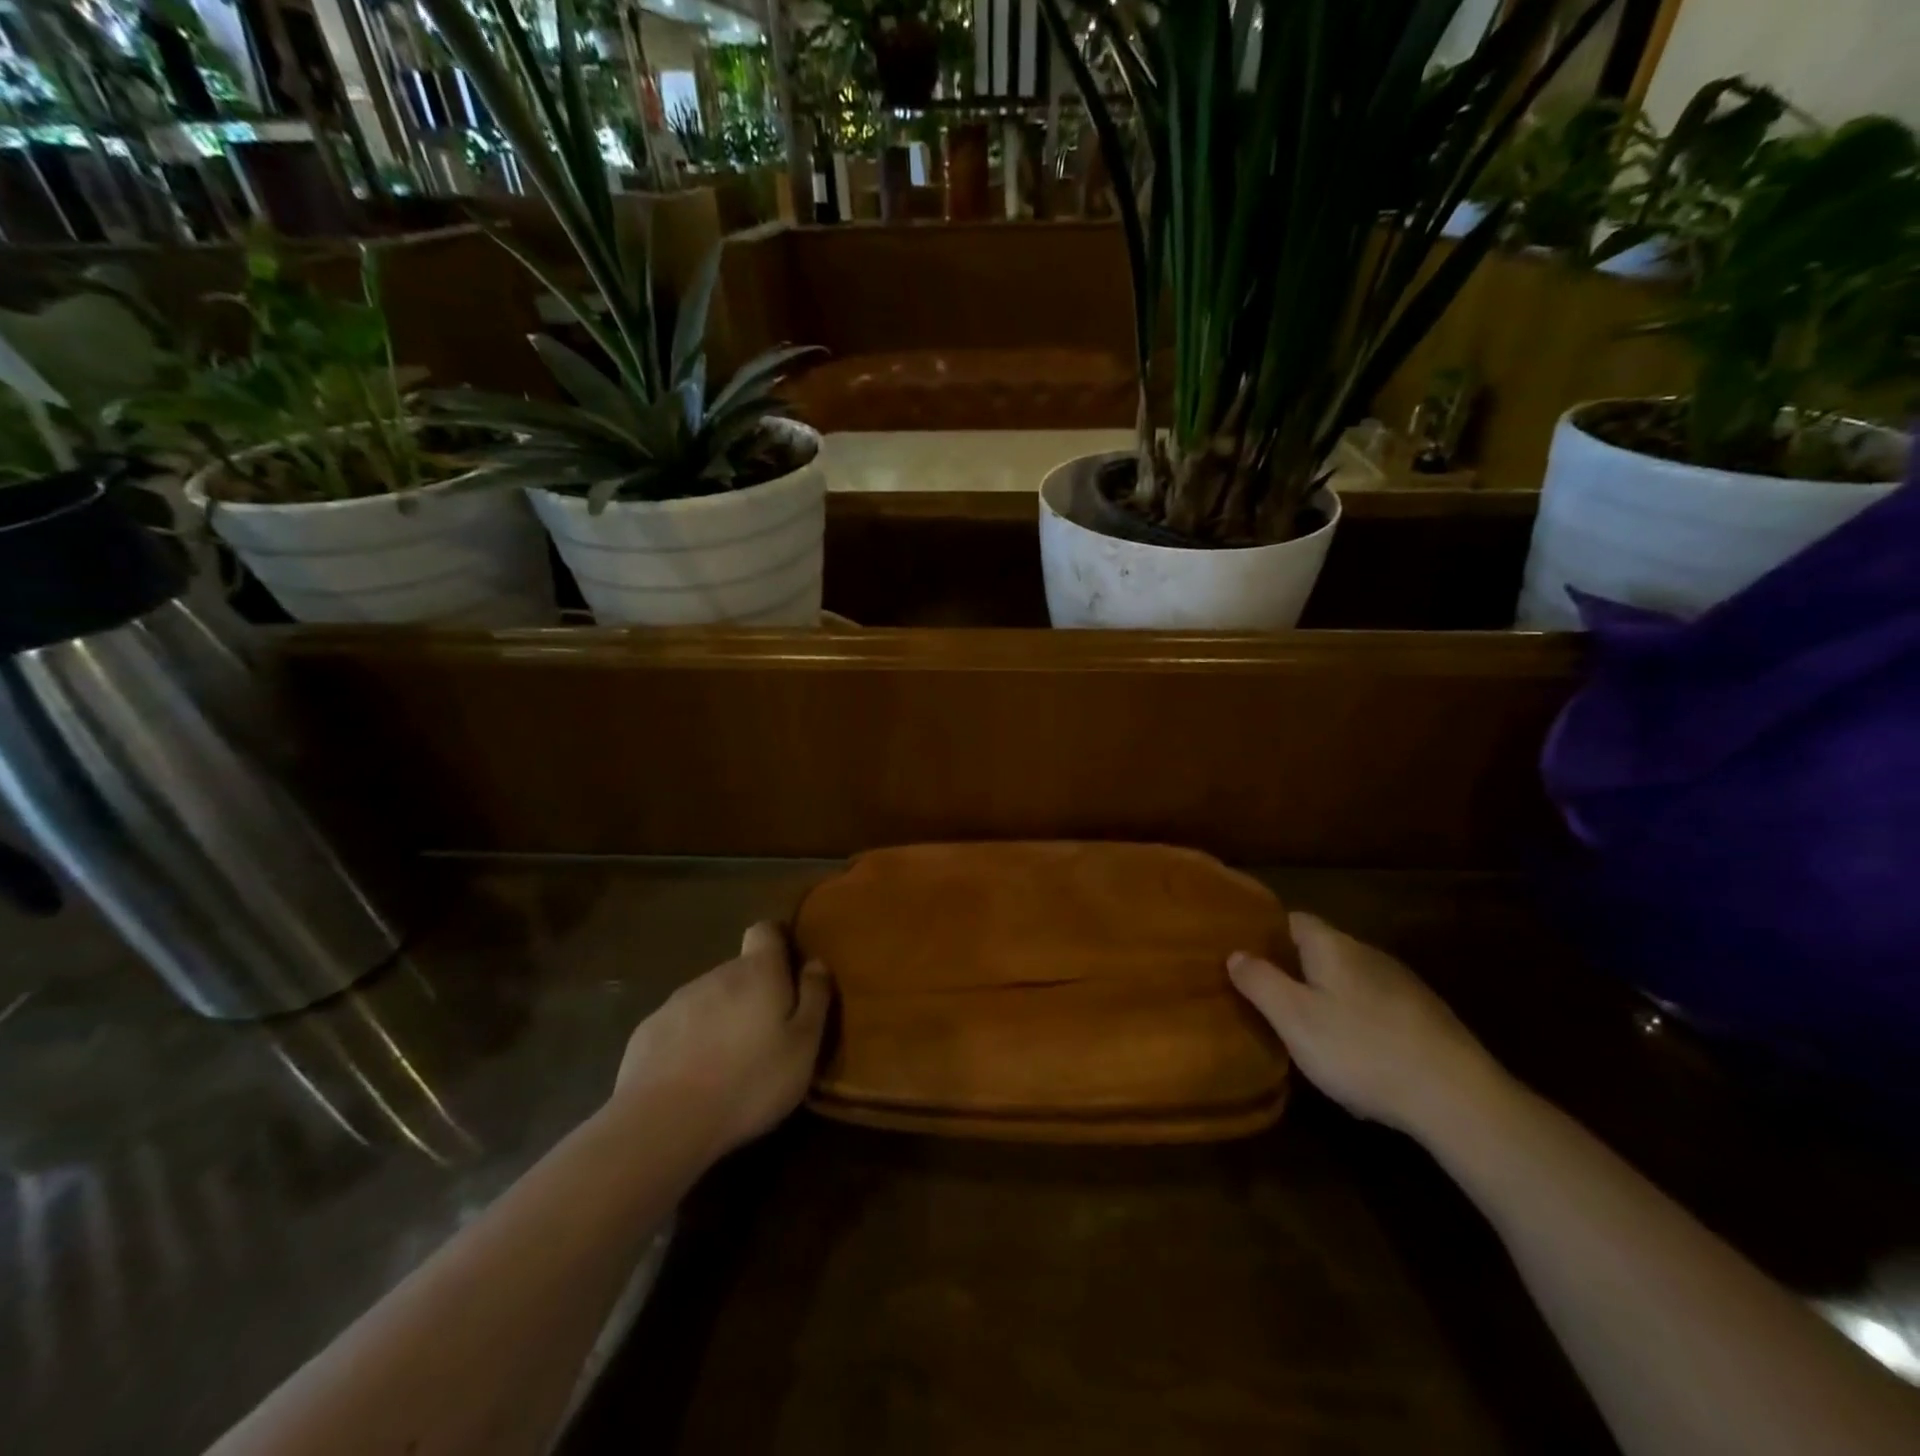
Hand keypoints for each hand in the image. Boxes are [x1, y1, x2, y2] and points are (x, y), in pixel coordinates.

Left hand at [613, 923, 832, 1156]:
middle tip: (767, 1035)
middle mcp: (716, 974)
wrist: (662, 1123)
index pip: (766, 930)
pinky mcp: (647, 1032)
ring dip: (722, 1018)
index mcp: (758, 972)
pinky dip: (690, 1042)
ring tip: (730, 1063)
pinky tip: (693, 1078)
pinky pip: (680, 1026)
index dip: (777, 943)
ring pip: (710, 999)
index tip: (788, 970)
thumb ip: (814, 998)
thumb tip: (816, 963)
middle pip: (740, 970)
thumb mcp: (803, 1046)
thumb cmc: (749, 1081)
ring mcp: (677, 1001)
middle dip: (754, 993)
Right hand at [1228, 912, 1505, 1139]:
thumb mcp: (1294, 1018)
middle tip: (1267, 996)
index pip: (1292, 919)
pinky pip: (1376, 1008)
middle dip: (1294, 968)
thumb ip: (1260, 982)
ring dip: (1327, 996)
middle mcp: (1368, 954)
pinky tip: (1355, 1055)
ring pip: (1350, 980)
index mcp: (1333, 946)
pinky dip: (1358, 1021)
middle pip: (1321, 949)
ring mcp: (1402, 985)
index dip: (1266, 933)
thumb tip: (1236, 953)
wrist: (1459, 1098)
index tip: (1244, 954)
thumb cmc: (1362, 1049)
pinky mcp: (1426, 1018)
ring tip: (1306, 1028)